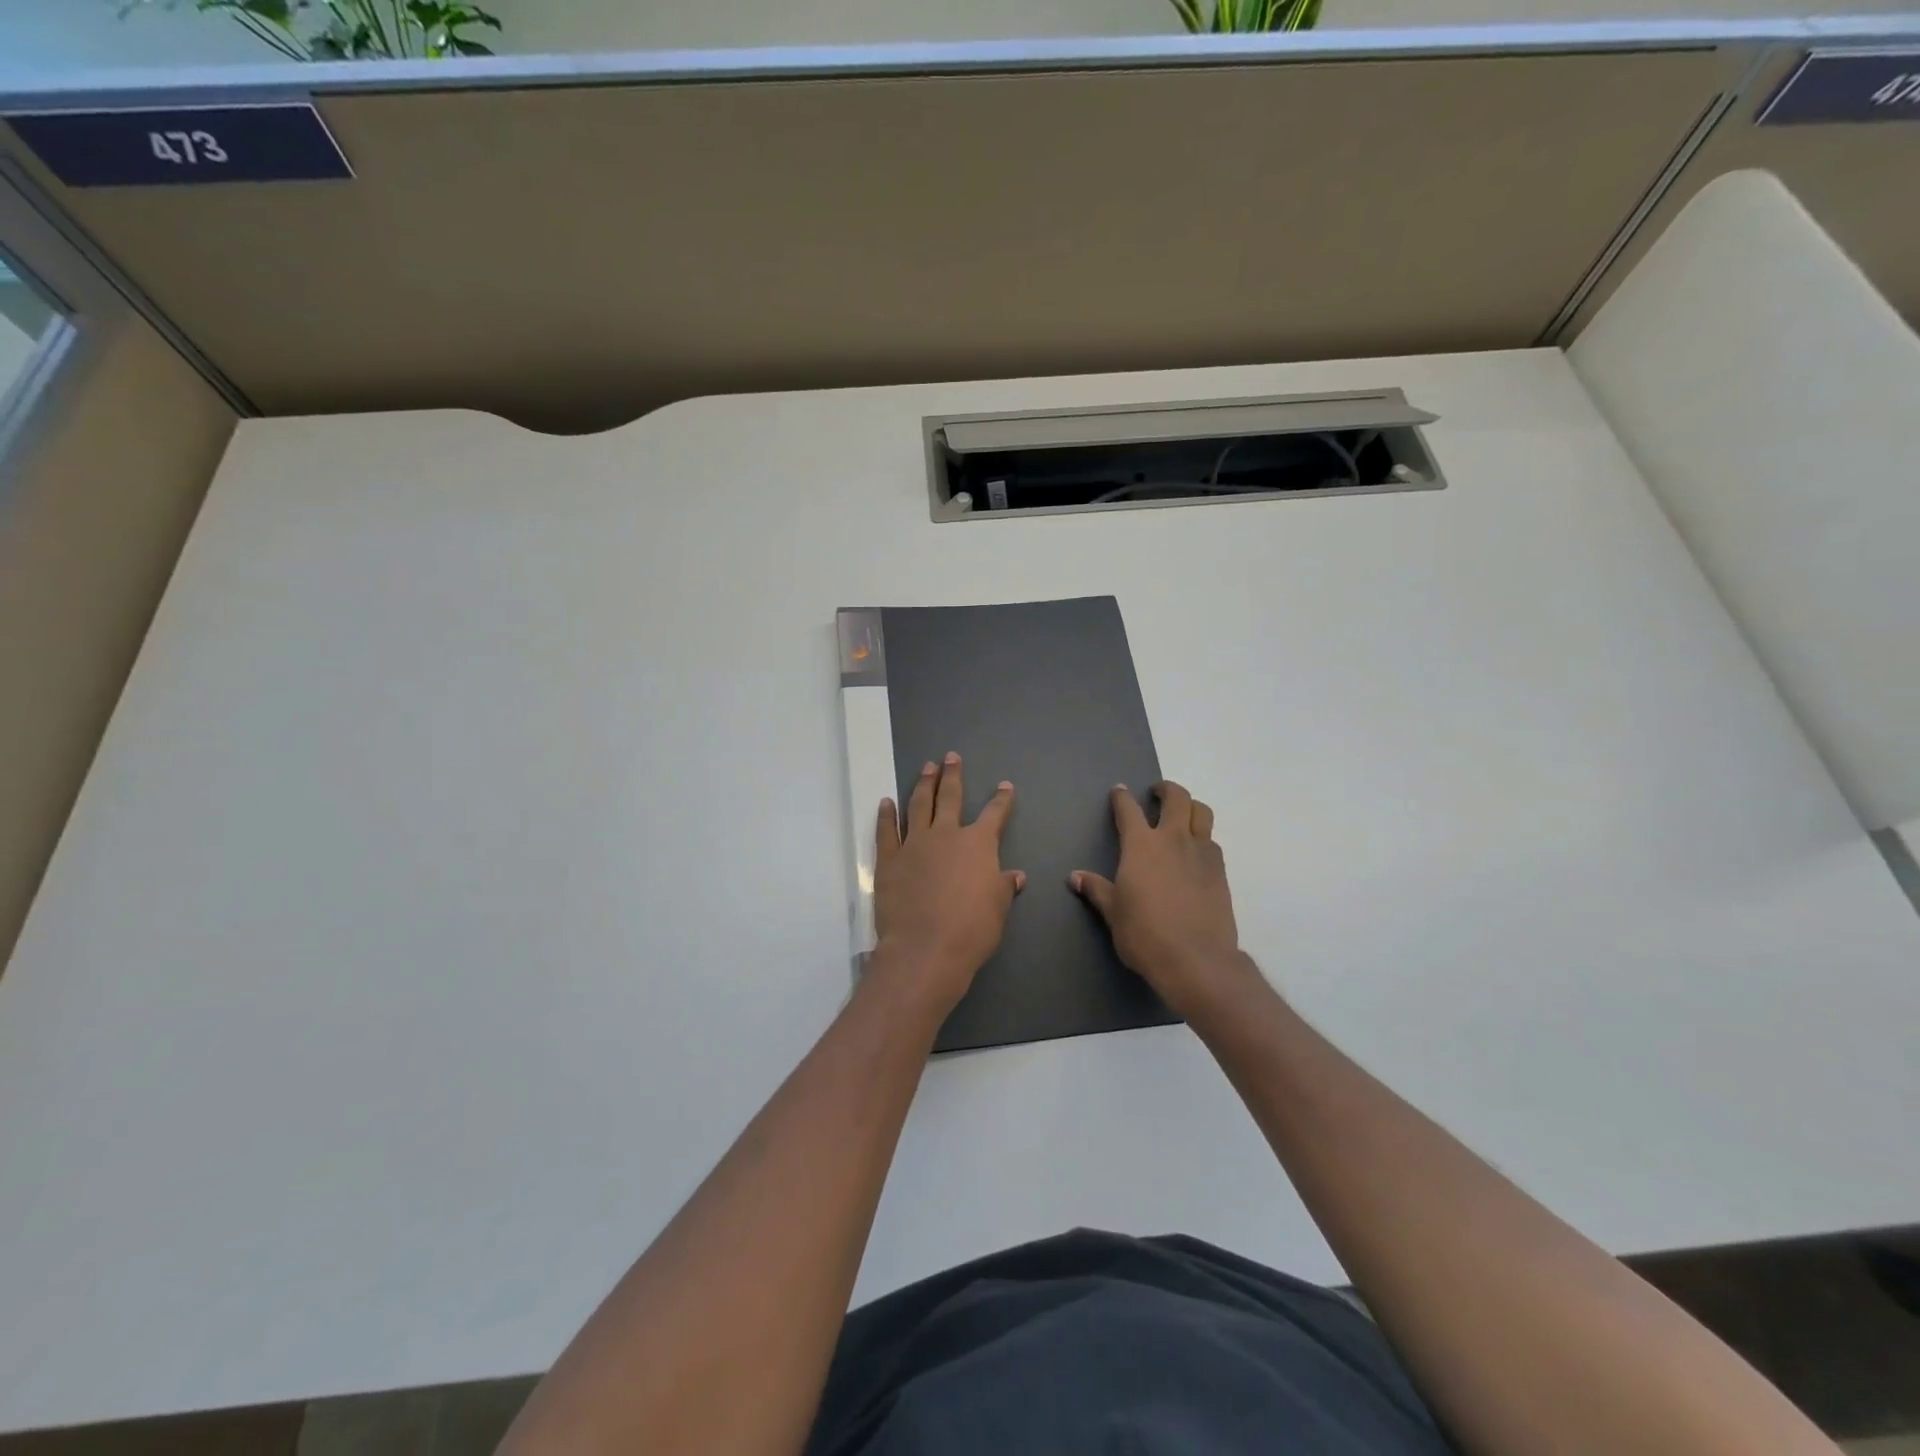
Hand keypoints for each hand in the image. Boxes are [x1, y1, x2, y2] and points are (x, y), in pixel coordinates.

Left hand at [872, 751, 1024, 1017]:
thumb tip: (1015, 876)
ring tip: (926, 767)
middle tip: (951, 757)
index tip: (1005, 786)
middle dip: (953, 776)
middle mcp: (946, 835)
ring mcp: (914, 844)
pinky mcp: (889, 859)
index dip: (1002, 800)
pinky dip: (886, 815)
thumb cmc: (972, 930)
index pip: (995, 814)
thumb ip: (1004, 887)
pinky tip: (886, 802)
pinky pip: (887, 830)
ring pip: (918, 805)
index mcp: (978, 844)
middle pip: (950, 797)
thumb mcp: (998, 909)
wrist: (925, 948)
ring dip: (923, 785)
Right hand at [1072, 781, 1247, 1018]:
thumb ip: (1096, 890)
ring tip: (1182, 816)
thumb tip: (1075, 877)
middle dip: (1166, 789)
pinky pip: (1212, 842)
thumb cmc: (1144, 934)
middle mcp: (1173, 839)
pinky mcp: (1220, 872)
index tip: (1119, 791)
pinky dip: (1202, 838)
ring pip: (1202, 813)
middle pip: (1177, 798)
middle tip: (1157, 794)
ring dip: (1191, 807)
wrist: (1196, 959)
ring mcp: (1201, 853)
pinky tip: (1195, 854)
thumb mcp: (1113, 913)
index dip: (1122, 797)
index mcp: (1141, 845)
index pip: (1129, 809)